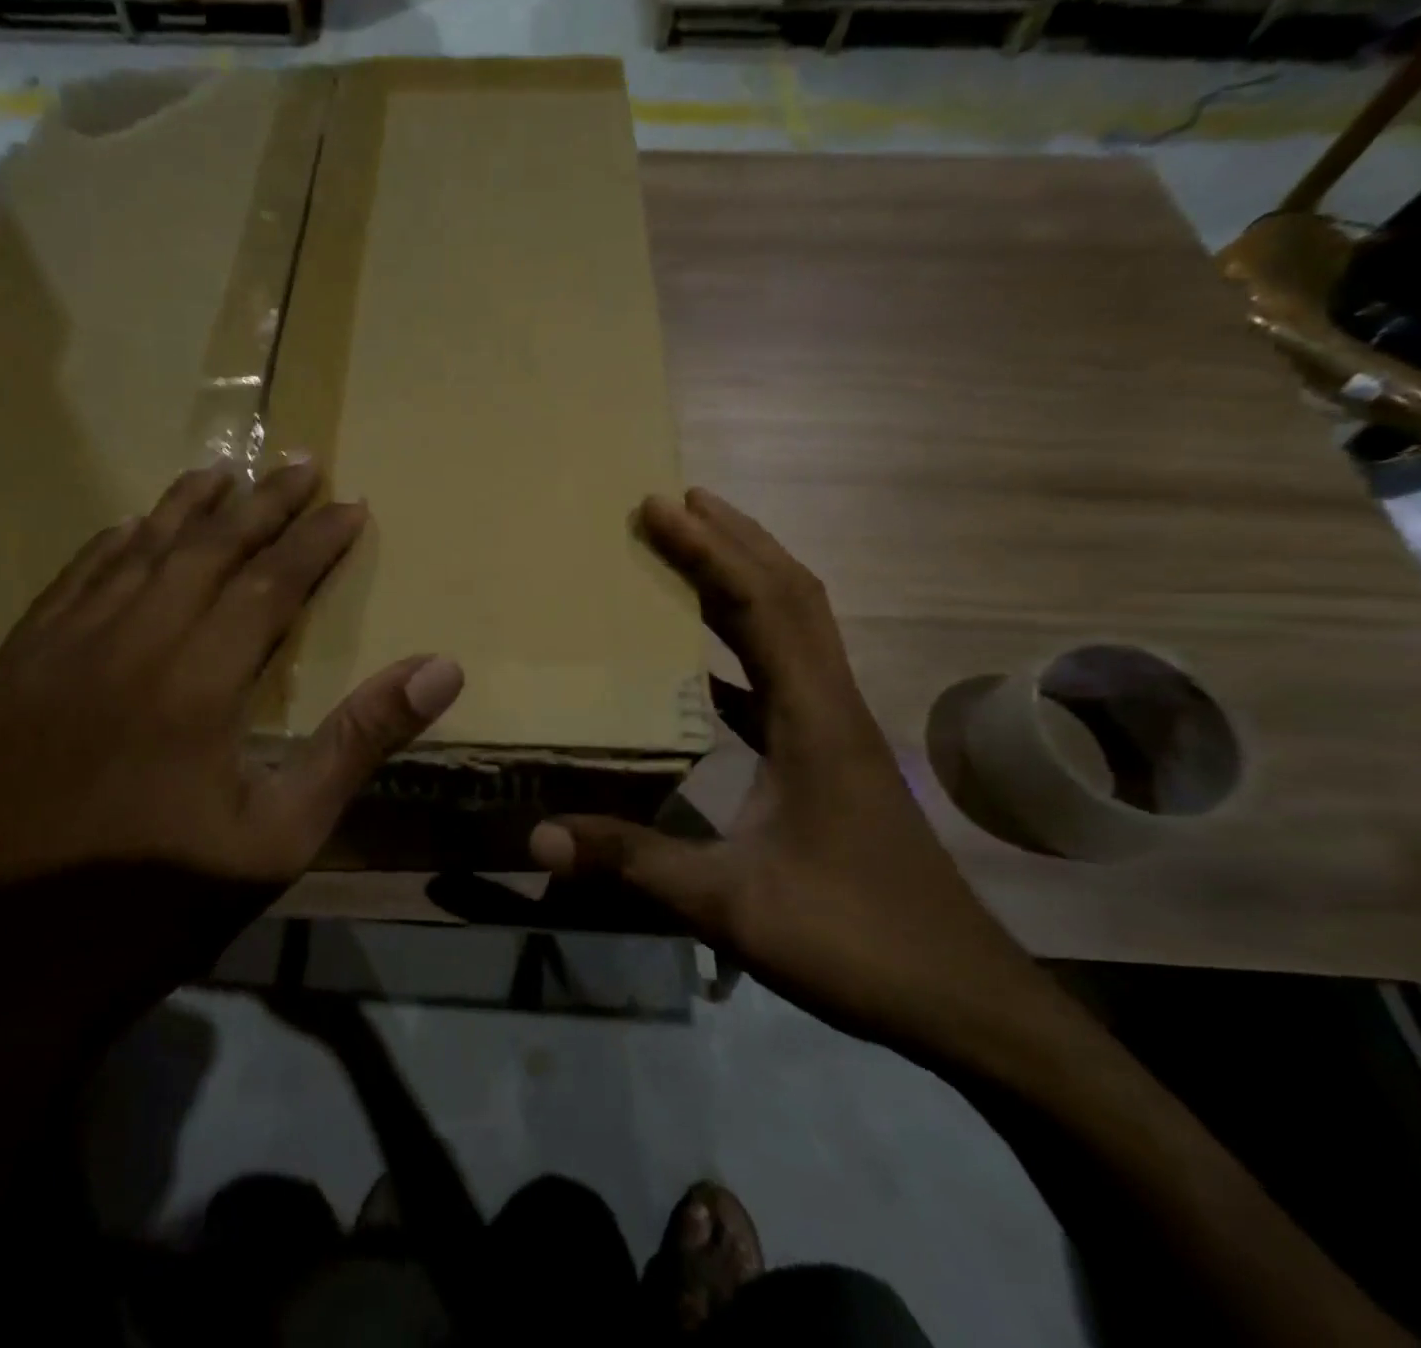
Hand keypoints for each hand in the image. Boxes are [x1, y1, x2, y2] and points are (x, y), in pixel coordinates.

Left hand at [0, 461, 464, 893]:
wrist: (22, 962)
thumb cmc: (171, 897)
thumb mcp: (286, 832)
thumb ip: (360, 739)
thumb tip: (441, 669)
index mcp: (197, 685)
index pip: (270, 584)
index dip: (314, 540)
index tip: (349, 504)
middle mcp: (126, 648)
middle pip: (205, 551)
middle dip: (261, 503)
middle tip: (300, 461)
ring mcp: (56, 655)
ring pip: (133, 556)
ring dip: (185, 509)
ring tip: (224, 469)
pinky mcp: (9, 675)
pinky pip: (68, 587)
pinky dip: (109, 549)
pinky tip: (130, 528)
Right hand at [529, 488, 1064, 1071]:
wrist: (965, 1002)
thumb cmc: (857, 942)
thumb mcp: (733, 905)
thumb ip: (634, 864)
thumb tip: (539, 837)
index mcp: (815, 721)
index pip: (763, 607)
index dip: (711, 551)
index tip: (661, 507)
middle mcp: (834, 708)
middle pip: (791, 596)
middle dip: (735, 540)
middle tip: (677, 502)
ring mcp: (838, 733)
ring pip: (796, 631)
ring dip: (746, 582)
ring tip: (691, 553)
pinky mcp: (834, 760)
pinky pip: (785, 678)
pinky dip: (746, 648)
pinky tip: (706, 665)